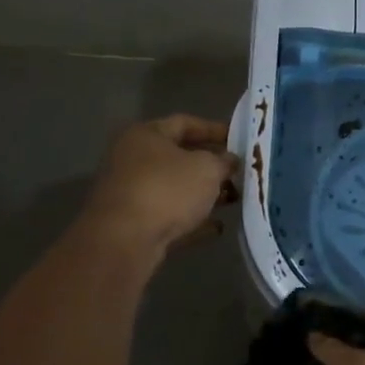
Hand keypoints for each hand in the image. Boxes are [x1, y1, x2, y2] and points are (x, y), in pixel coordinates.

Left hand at [80, 115, 235, 256]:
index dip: (214, 129)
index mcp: (145, 135)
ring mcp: (130, 194)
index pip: (184, 123)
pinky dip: (192, 219)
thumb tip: (229, 160)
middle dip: (212, 165)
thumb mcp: (207, 168)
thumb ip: (223, 161)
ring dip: (204, 194)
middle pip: (179, 157)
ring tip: (234, 199)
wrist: (124, 241)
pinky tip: (217, 227)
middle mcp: (132, 160)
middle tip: (239, 172)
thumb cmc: (167, 190)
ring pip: (175, 189)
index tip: (239, 139)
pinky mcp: (132, 225)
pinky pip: (169, 216)